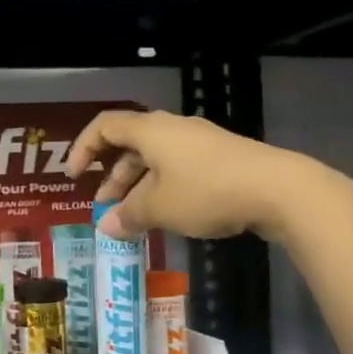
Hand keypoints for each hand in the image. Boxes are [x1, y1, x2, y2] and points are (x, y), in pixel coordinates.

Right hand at [67, 109, 323, 241]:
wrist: (278, 189)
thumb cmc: (206, 191)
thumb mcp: (159, 208)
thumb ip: (128, 215)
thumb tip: (105, 226)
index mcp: (151, 130)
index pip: (105, 127)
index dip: (83, 148)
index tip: (74, 176)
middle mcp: (173, 129)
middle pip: (131, 145)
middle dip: (113, 176)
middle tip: (106, 206)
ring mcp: (200, 143)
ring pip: (156, 160)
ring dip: (138, 186)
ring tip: (135, 218)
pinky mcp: (222, 159)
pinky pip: (179, 169)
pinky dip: (163, 189)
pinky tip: (168, 215)